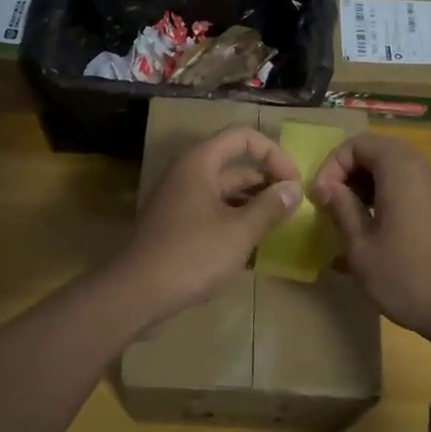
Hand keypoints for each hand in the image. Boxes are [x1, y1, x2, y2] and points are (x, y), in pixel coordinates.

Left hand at [113, 126, 302, 324]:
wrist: (136, 294)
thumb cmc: (191, 255)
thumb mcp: (239, 232)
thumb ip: (269, 207)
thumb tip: (293, 188)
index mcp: (199, 163)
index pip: (242, 137)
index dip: (273, 153)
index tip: (294, 182)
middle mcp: (187, 175)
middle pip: (234, 165)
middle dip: (266, 181)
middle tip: (293, 207)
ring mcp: (179, 201)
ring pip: (224, 192)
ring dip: (252, 204)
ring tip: (279, 227)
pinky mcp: (176, 226)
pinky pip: (212, 213)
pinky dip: (234, 222)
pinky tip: (254, 248)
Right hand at [309, 134, 430, 343]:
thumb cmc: (406, 276)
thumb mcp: (360, 245)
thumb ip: (341, 208)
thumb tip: (325, 186)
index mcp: (401, 169)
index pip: (358, 143)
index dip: (332, 165)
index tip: (320, 198)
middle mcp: (423, 170)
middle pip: (377, 153)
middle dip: (348, 175)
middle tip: (330, 205)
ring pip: (392, 172)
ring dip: (364, 189)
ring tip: (345, 222)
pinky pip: (407, 190)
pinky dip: (384, 201)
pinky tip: (370, 237)